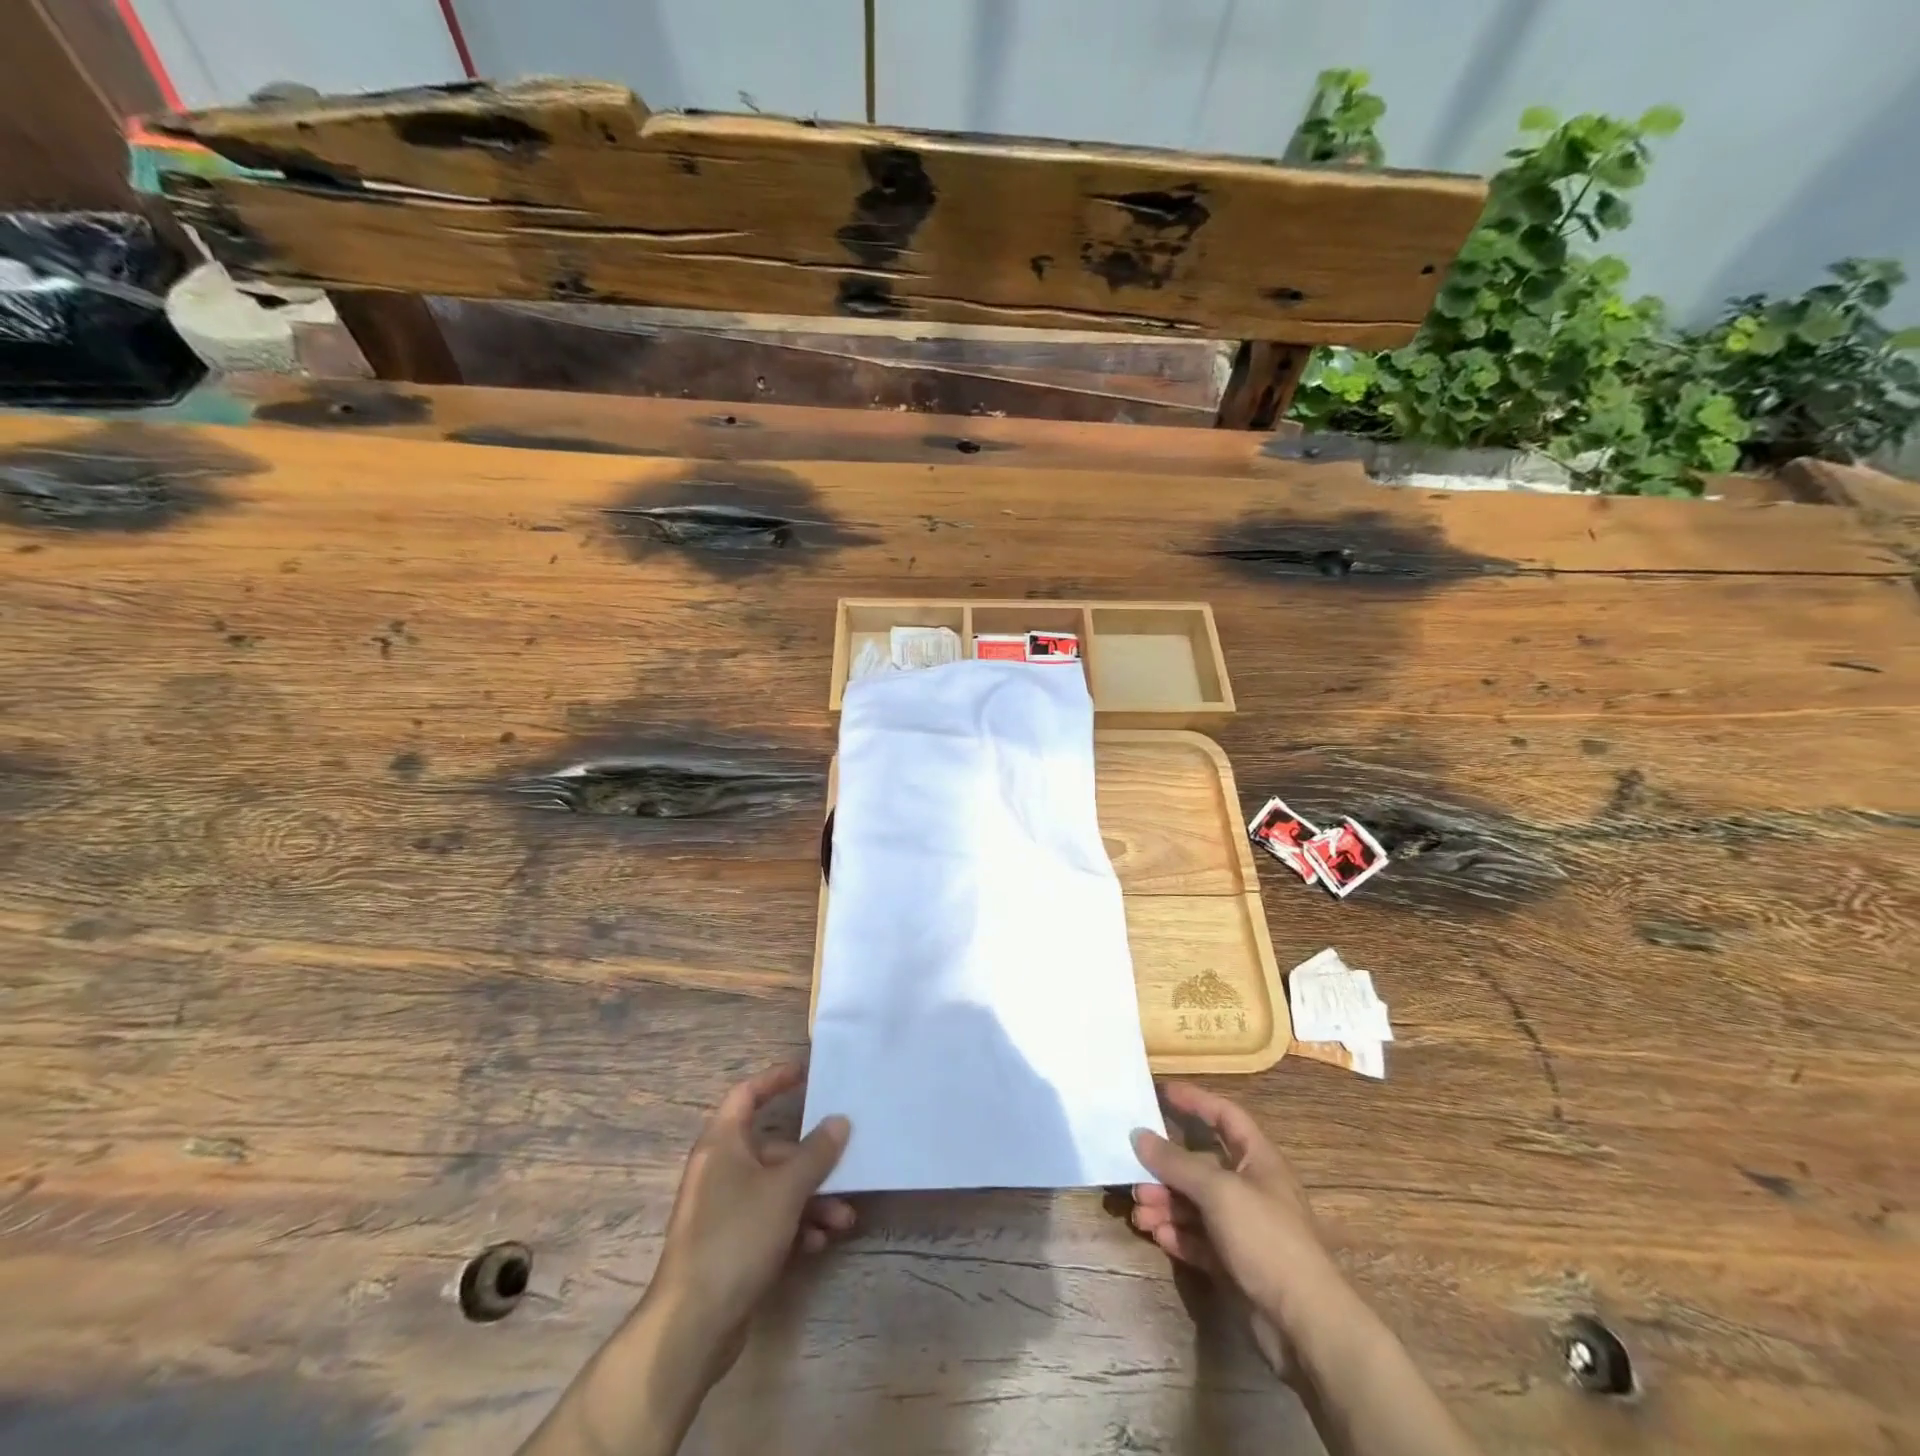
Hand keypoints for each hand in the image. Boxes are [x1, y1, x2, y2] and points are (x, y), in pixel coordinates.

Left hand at [650, 1063, 853, 1380]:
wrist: (692, 1325)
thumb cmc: (736, 1237)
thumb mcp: (785, 1190)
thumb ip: (816, 1152)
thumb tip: (839, 1120)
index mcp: (722, 1143)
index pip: (747, 1094)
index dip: (775, 1080)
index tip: (806, 1074)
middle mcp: (720, 1169)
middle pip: (772, 1148)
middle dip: (812, 1162)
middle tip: (846, 1169)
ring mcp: (722, 1208)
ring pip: (775, 1188)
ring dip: (811, 1201)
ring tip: (843, 1221)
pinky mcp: (728, 1244)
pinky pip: (768, 1220)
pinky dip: (794, 1226)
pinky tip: (818, 1244)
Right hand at [1130, 1081, 1346, 1378]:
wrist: (1304, 1324)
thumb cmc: (1266, 1239)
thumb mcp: (1218, 1191)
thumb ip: (1176, 1162)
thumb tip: (1139, 1135)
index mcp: (1258, 1160)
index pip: (1226, 1116)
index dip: (1196, 1100)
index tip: (1162, 1092)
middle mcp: (1251, 1189)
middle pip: (1201, 1165)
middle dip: (1167, 1169)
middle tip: (1135, 1174)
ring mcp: (1243, 1229)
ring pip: (1195, 1205)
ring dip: (1165, 1204)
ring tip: (1139, 1212)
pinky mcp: (1234, 1264)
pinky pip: (1197, 1239)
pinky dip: (1176, 1234)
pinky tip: (1156, 1235)